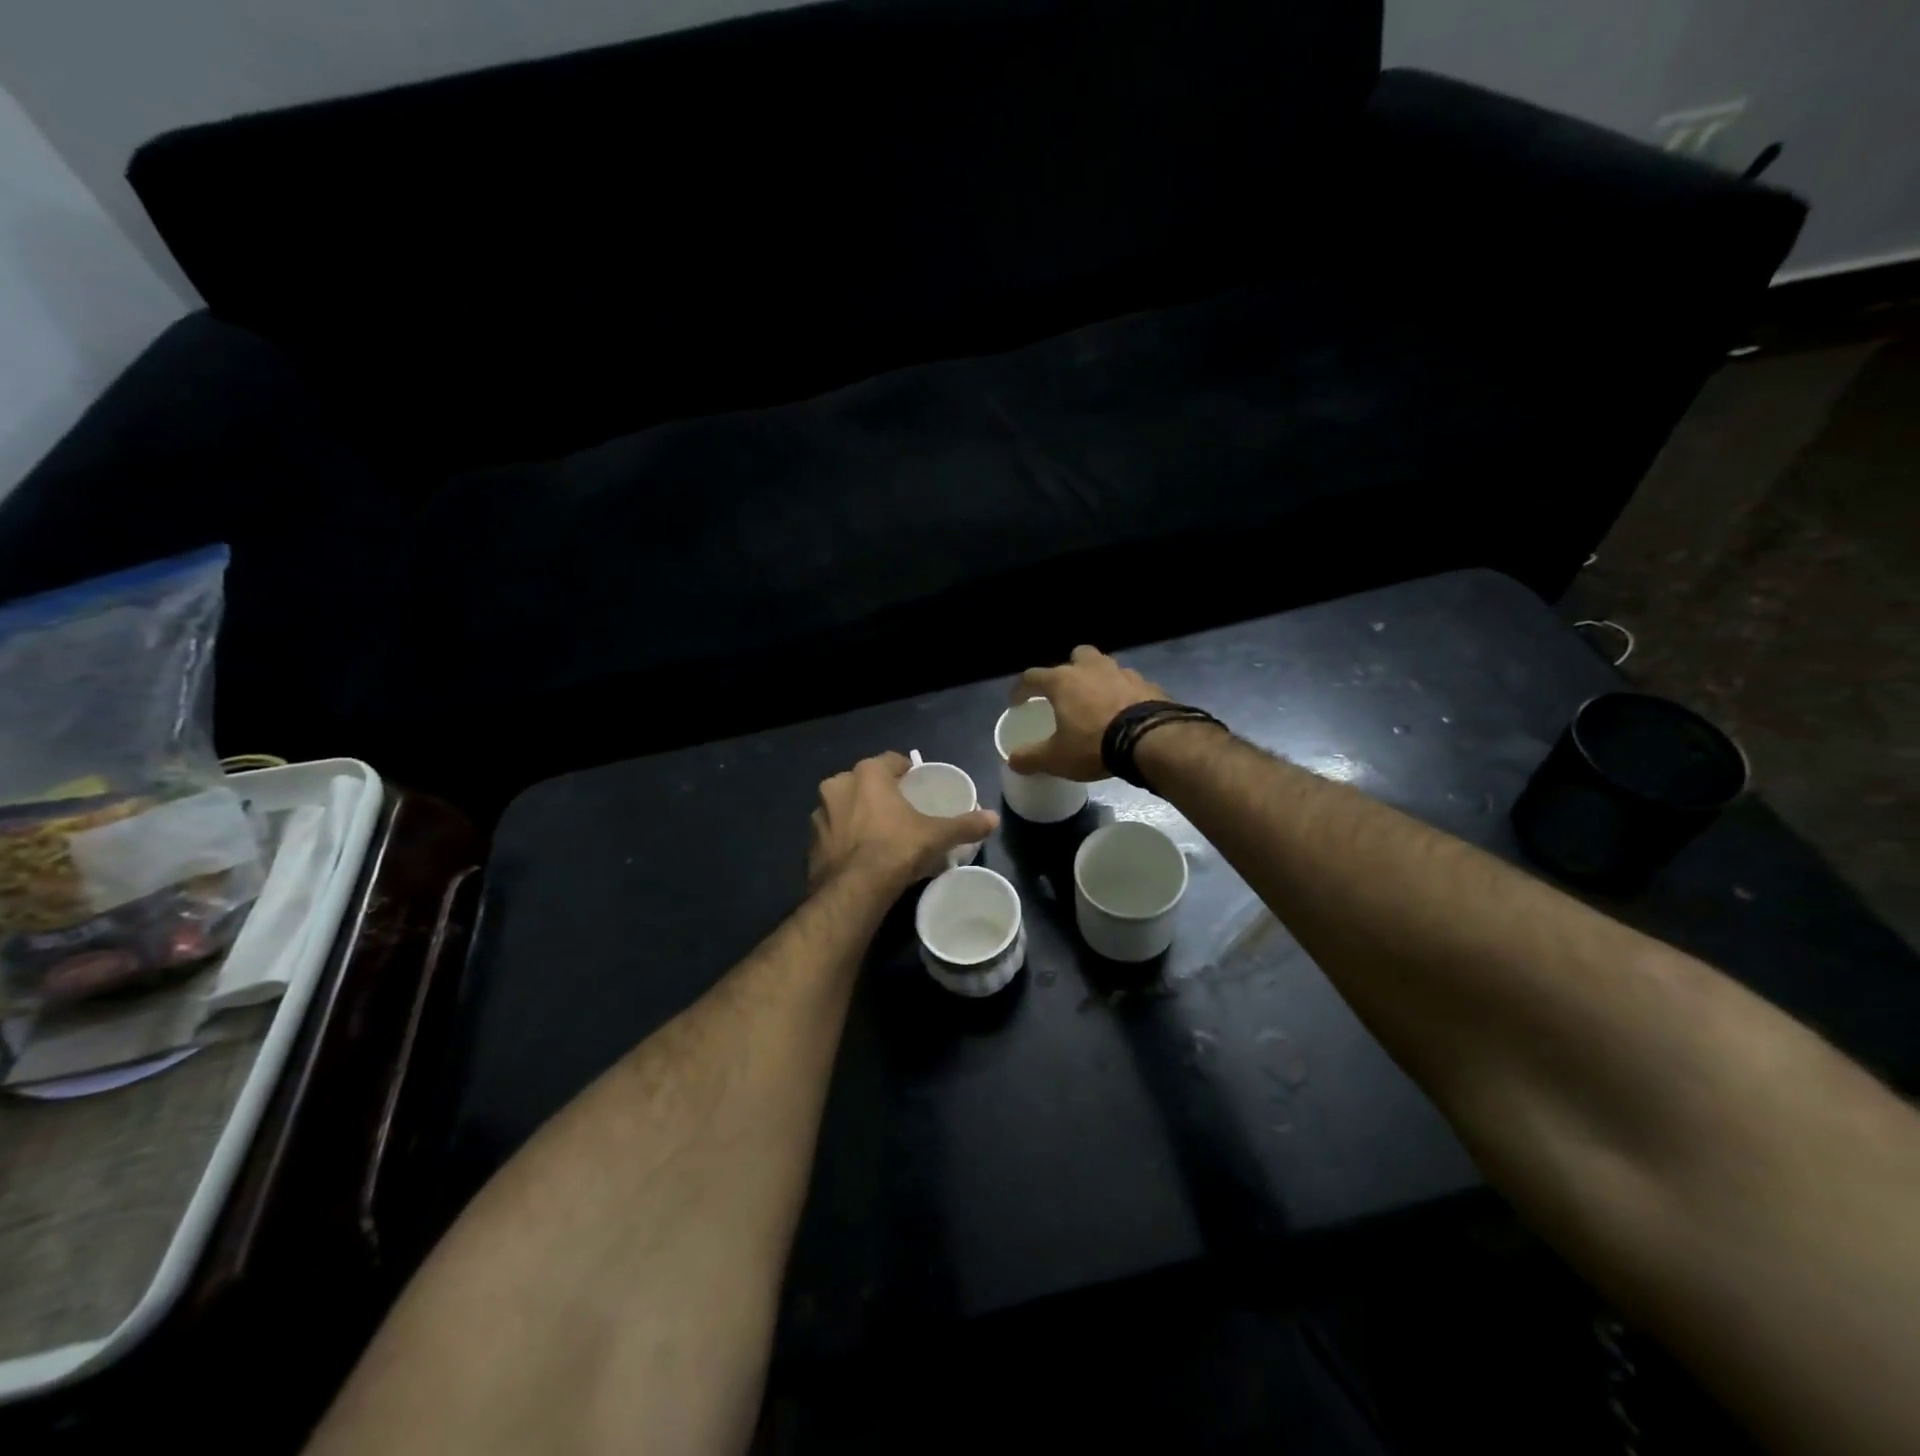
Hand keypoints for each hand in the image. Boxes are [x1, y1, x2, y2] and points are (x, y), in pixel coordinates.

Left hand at [808, 752, 998, 891]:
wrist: (853, 889)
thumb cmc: (896, 848)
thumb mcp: (936, 835)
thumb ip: (965, 824)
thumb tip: (994, 818)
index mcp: (867, 774)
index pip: (889, 760)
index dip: (905, 770)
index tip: (915, 783)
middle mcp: (838, 786)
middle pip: (864, 782)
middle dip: (879, 792)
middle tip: (899, 810)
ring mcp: (820, 814)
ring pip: (844, 806)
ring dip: (858, 814)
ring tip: (879, 833)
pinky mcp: (811, 842)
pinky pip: (833, 833)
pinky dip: (845, 838)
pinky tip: (860, 854)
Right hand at [1006, 645, 1167, 780]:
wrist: (1150, 740)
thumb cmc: (1094, 744)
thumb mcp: (1056, 758)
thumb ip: (1031, 758)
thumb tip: (1012, 761)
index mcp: (1063, 681)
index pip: (1032, 676)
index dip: (1021, 689)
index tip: (1017, 702)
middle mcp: (1091, 668)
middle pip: (1076, 656)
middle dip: (1070, 668)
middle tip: (1067, 691)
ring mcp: (1122, 673)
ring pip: (1106, 666)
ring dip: (1099, 679)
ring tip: (1098, 701)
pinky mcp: (1148, 684)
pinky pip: (1130, 684)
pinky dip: (1124, 694)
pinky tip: (1125, 712)